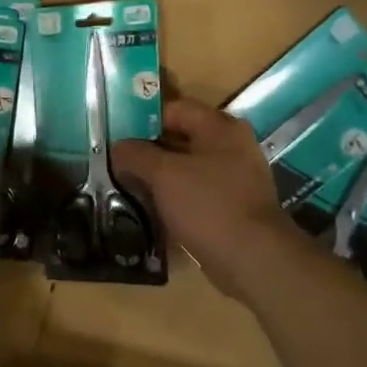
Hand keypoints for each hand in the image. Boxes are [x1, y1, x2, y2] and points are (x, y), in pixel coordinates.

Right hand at [113, 97, 290, 299]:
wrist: (251, 257)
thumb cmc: (207, 204)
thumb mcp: (164, 174)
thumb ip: (136, 155)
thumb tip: (117, 148)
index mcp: (220, 128)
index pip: (175, 109)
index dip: (143, 118)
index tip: (115, 134)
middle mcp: (231, 147)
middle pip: (180, 139)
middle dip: (147, 150)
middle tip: (115, 162)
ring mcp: (234, 178)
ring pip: (186, 169)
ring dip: (158, 177)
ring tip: (126, 186)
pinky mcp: (231, 206)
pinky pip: (195, 194)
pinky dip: (173, 198)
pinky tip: (150, 210)